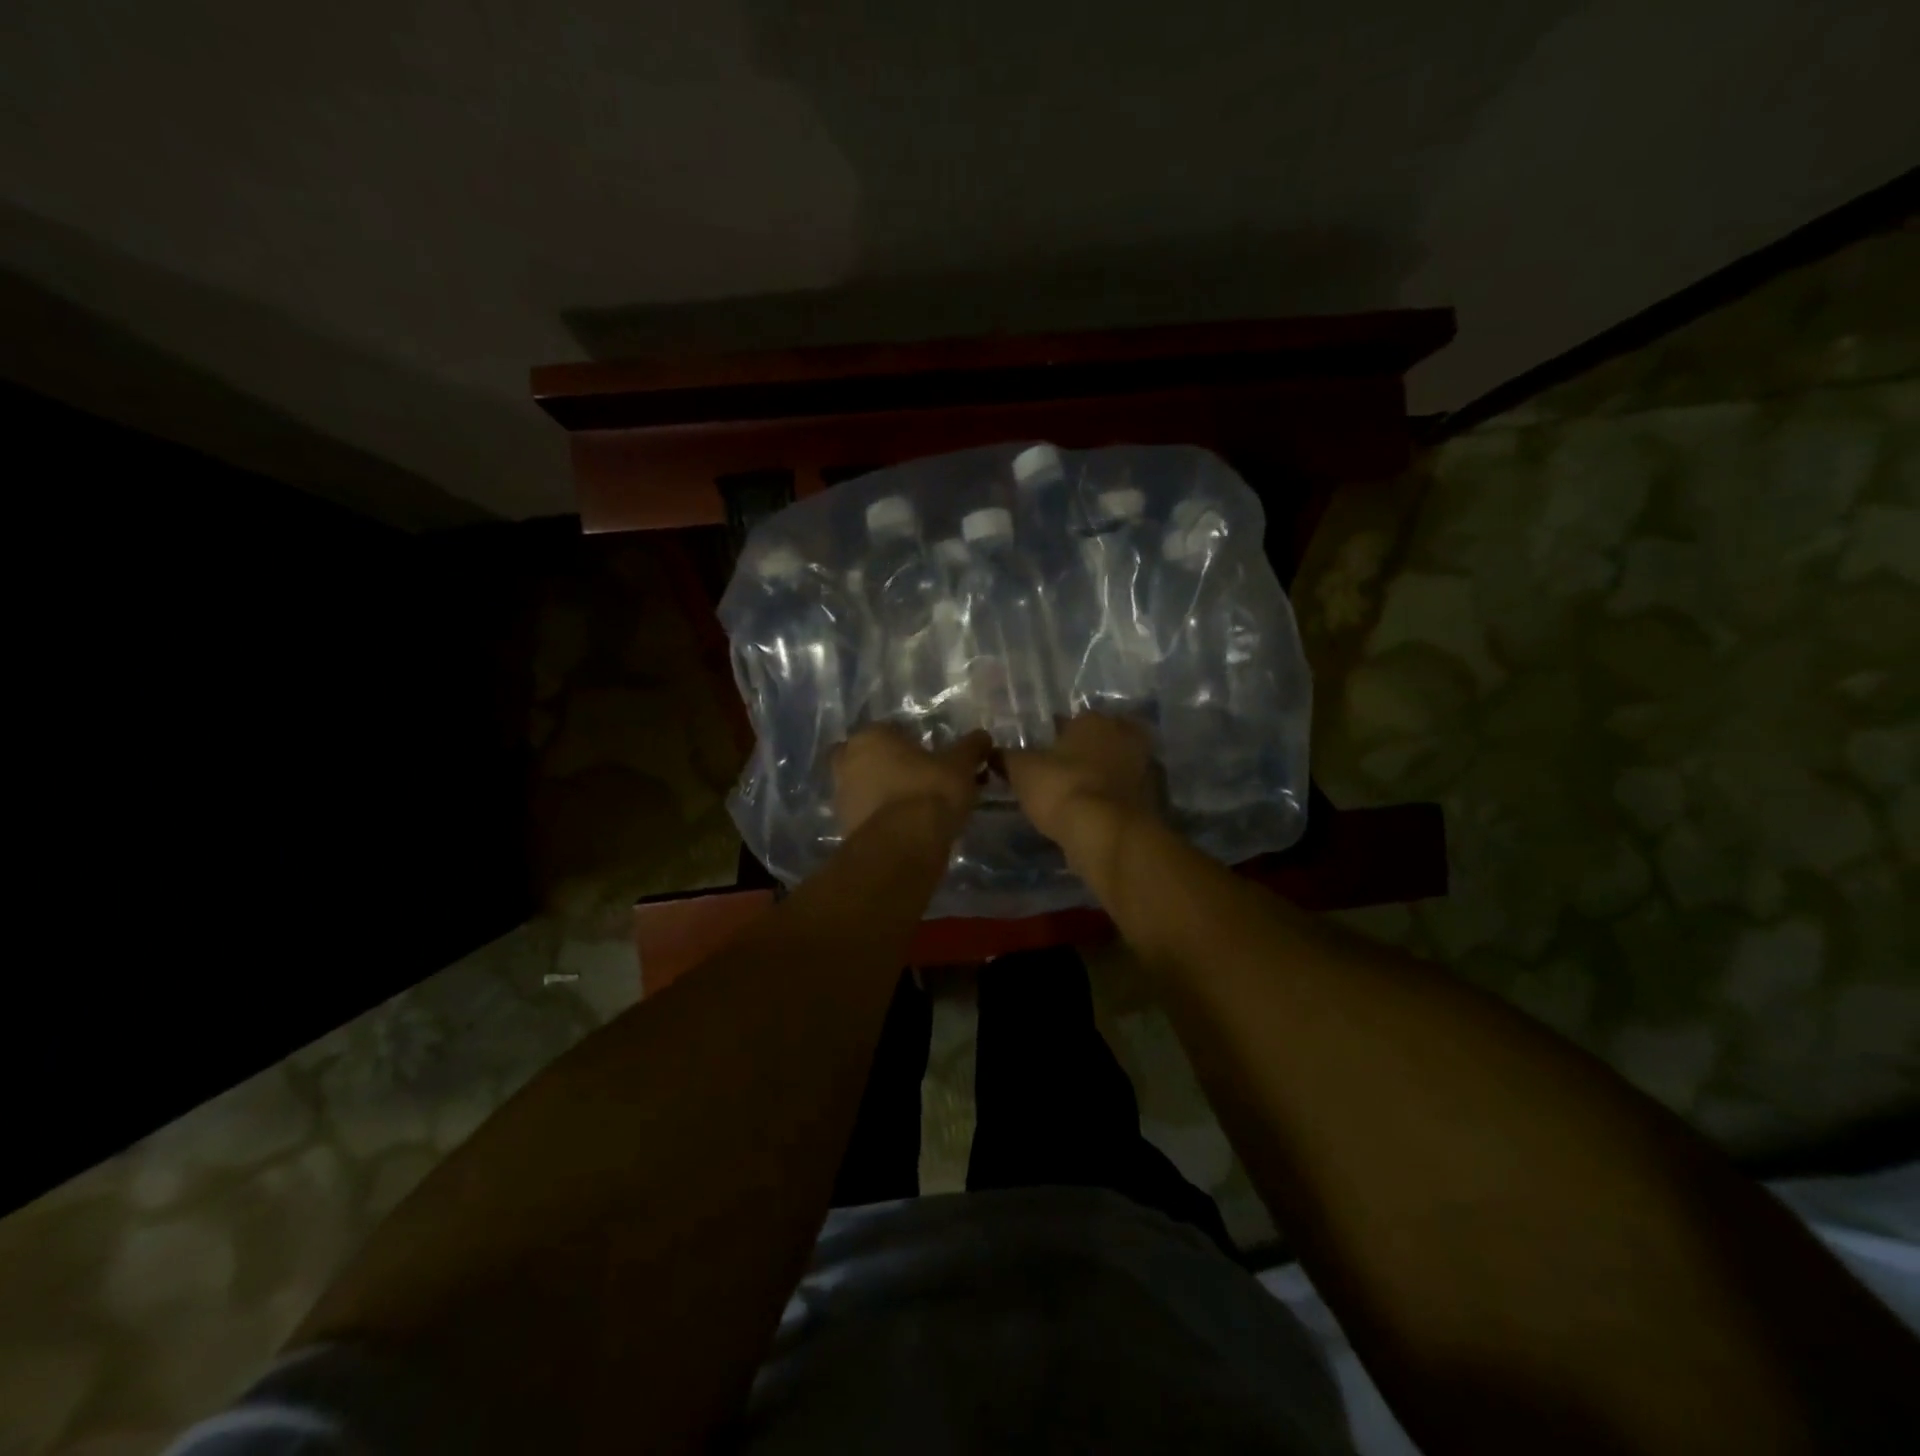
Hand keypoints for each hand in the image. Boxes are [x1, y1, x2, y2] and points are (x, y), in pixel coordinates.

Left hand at [833, 725, 991, 837]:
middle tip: (924, 780)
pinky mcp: (845, 827)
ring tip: (921, 807)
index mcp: (870, 736)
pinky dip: (886, 817)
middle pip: (875, 758)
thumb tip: (983, 737)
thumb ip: (971, 747)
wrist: (903, 847)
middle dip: (895, 767)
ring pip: (869, 787)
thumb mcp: (961, 765)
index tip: (936, 759)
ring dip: (889, 793)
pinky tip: (910, 827)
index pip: (893, 730)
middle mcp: (847, 760)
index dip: (915, 744)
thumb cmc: (930, 792)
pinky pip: (870, 814)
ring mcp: (841, 796)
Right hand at [1002, 713, 1157, 846]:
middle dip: (1085, 754)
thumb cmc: (1062, 789)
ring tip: (1078, 798)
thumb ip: (1007, 758)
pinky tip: (1097, 815)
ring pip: (1117, 766)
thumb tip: (992, 751)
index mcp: (1093, 720)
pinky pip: (1127, 794)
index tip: (1043, 756)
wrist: (1108, 833)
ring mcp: (1145, 766)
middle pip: (1100, 741)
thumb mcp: (1022, 771)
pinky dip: (1115, 800)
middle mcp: (1125, 735)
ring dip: (1103, 777)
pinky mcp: (1155, 798)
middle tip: (1063, 775)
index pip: (1071, 721)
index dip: (1055, 738)